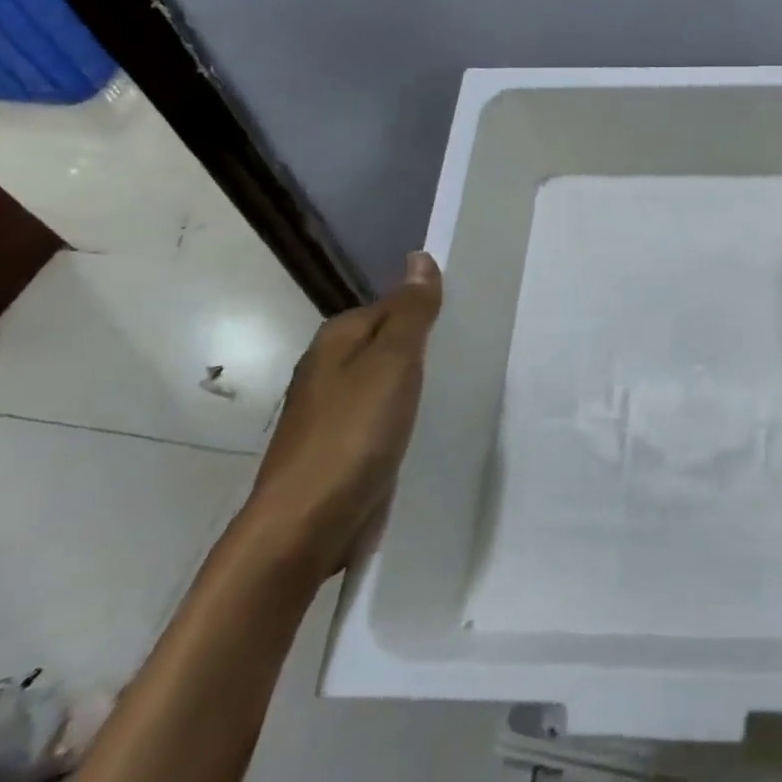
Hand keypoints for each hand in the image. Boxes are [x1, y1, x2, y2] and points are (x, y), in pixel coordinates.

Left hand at [240, 252, 443, 581]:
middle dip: (425, 347)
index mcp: (337, 340)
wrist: (306, 523)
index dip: (429, 310)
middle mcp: (329, 369)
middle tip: (475, 352)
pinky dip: (406, 415)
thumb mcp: (391, 363)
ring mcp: (332, 412)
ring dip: (417, 383)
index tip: (472, 320)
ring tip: (463, 386)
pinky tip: (430, 426)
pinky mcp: (341, 448)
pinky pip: (382, 417)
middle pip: (388, 344)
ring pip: (386, 382)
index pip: (392, 306)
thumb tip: (419, 257)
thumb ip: (410, 313)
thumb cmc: (353, 434)